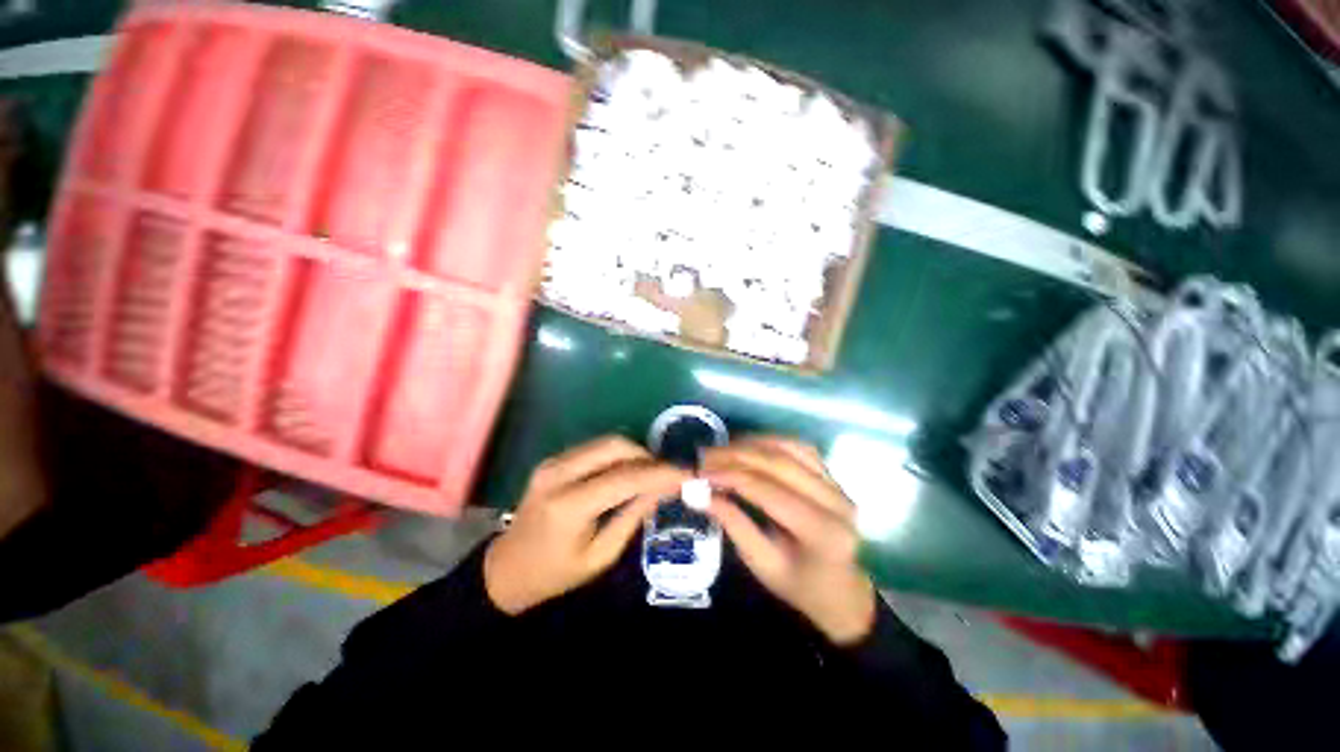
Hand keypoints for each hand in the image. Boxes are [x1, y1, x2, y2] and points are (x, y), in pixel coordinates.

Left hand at [484, 436, 688, 614]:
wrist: (506, 569)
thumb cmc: (554, 574)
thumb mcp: (600, 556)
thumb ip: (632, 518)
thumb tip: (662, 490)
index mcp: (569, 506)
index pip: (625, 478)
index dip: (659, 473)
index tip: (685, 473)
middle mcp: (559, 474)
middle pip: (615, 446)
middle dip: (647, 455)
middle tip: (667, 473)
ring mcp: (553, 462)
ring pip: (606, 442)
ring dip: (634, 452)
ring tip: (652, 472)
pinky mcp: (553, 460)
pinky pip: (594, 447)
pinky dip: (618, 454)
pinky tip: (628, 471)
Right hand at [703, 436, 874, 645]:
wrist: (841, 589)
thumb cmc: (799, 585)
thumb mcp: (761, 564)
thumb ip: (732, 524)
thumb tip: (698, 493)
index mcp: (820, 531)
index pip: (767, 490)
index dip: (730, 476)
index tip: (700, 473)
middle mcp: (834, 501)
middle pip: (778, 463)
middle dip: (736, 455)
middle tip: (705, 456)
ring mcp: (837, 484)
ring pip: (788, 448)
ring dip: (751, 443)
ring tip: (722, 449)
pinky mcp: (832, 475)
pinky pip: (798, 447)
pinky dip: (770, 441)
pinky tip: (749, 445)